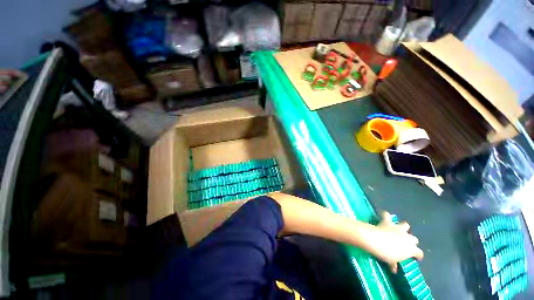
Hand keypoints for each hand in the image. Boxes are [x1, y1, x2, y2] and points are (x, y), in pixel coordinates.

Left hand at [361, 211, 423, 272]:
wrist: (378, 241)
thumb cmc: (387, 254)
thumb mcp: (391, 261)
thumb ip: (394, 264)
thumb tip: (394, 269)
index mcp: (412, 249)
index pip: (419, 253)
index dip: (417, 255)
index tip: (415, 257)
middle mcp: (408, 237)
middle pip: (413, 238)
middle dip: (410, 240)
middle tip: (404, 243)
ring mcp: (398, 228)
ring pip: (405, 225)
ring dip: (402, 227)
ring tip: (397, 228)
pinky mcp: (388, 222)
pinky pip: (386, 215)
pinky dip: (385, 215)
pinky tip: (383, 215)